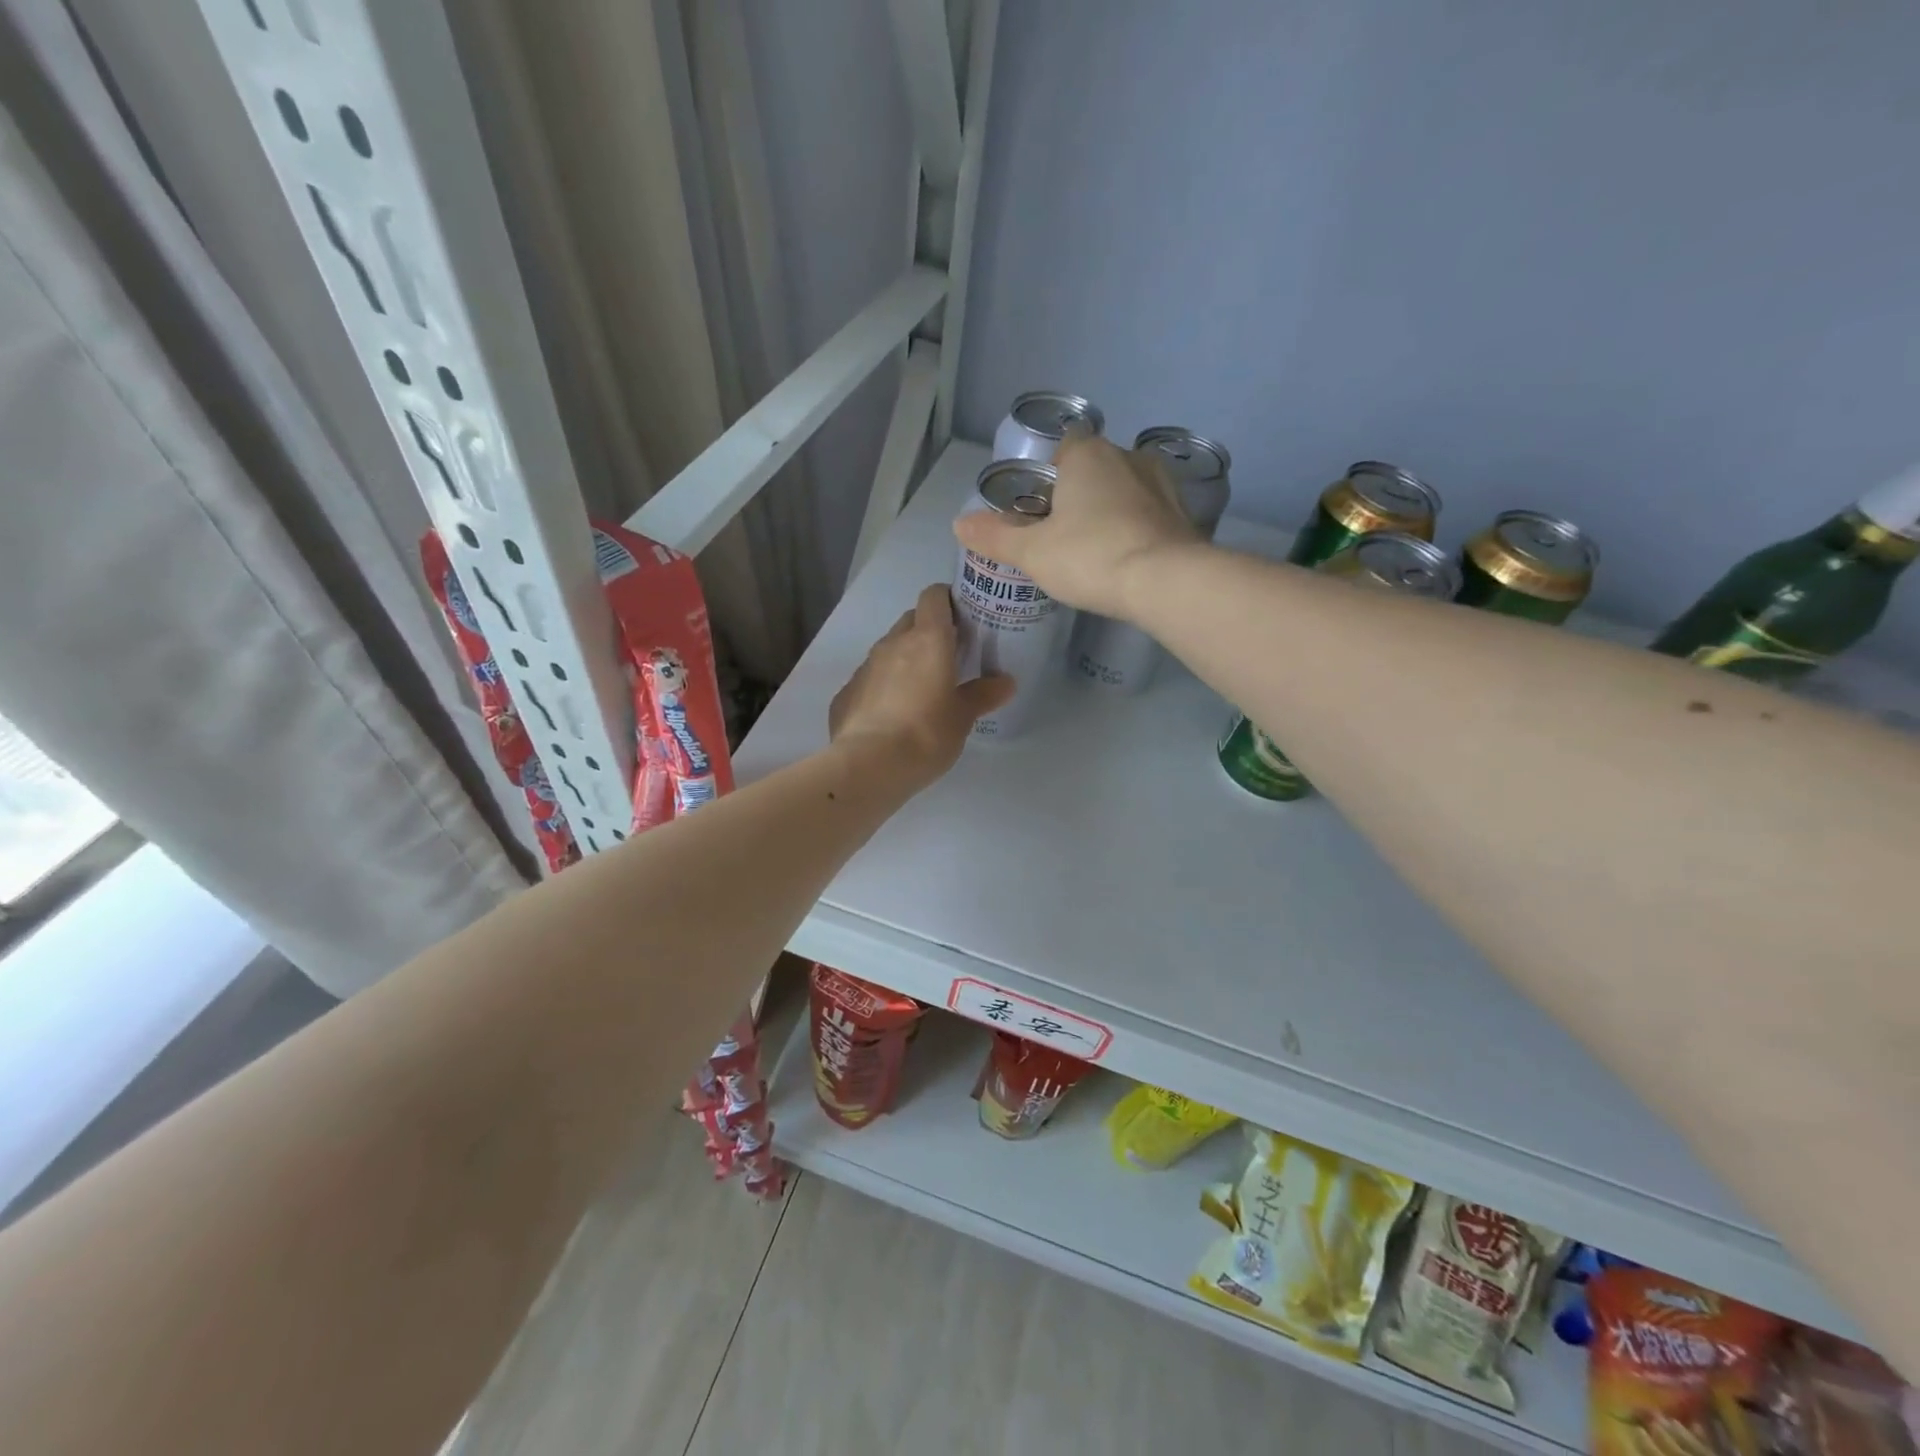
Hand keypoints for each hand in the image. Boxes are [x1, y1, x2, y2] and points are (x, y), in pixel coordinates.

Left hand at [829, 583, 1014, 786]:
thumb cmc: (926, 734)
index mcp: (927, 640)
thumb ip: (983, 695)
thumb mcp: (962, 717)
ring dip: (904, 660)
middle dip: (928, 631)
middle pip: (911, 620)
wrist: (868, 765)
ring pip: (888, 650)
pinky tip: (891, 716)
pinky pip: (870, 680)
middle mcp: (893, 644)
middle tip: (947, 658)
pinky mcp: (846, 693)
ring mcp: (865, 667)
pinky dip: (882, 688)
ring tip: (920, 690)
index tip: (962, 619)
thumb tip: (1006, 682)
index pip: (934, 597)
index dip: (948, 600)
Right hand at [953, 433, 1200, 619]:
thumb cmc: (1090, 556)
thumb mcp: (1032, 552)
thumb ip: (995, 537)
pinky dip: (1137, 529)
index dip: (1049, 476)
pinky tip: (1126, 560)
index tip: (1041, 509)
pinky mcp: (1184, 515)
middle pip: (1095, 469)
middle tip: (1064, 536)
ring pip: (1126, 490)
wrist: (1164, 582)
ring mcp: (1162, 484)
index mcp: (1088, 454)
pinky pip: (1150, 515)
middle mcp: (1128, 456)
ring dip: (1112, 511)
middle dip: (1080, 495)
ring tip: (1096, 551)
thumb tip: (959, 523)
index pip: (1064, 448)